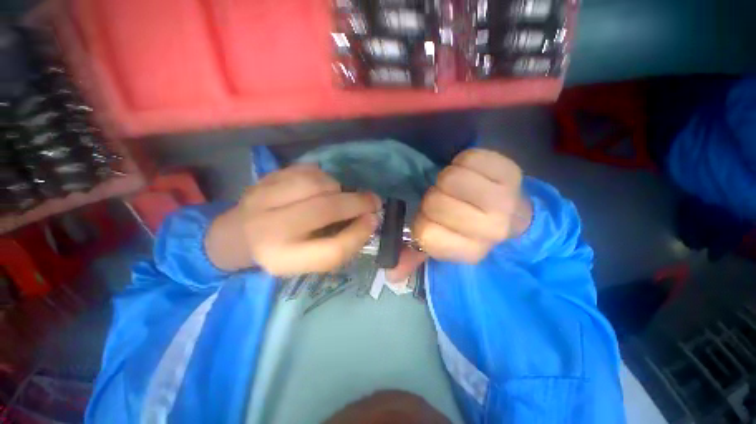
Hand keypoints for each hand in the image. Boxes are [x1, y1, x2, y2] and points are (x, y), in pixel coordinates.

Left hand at [205, 165, 380, 274]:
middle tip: (373, 201)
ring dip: (339, 187)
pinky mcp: (264, 179)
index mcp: (283, 260)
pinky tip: (323, 186)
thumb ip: (338, 245)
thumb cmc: (281, 252)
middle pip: (324, 210)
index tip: (373, 221)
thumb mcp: (309, 261)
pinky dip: (323, 176)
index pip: (332, 251)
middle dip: (357, 202)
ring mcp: (262, 198)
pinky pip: (305, 170)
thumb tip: (367, 219)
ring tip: (341, 194)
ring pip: (315, 183)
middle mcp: (269, 230)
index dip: (359, 234)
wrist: (238, 236)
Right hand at [388, 149, 531, 281]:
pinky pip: (468, 158)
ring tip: (458, 187)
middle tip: (445, 200)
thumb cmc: (471, 230)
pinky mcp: (511, 172)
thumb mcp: (444, 247)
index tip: (432, 219)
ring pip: (450, 178)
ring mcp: (504, 199)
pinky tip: (471, 173)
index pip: (426, 233)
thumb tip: (390, 274)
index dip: (422, 221)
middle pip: (435, 203)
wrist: (514, 215)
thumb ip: (415, 258)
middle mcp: (491, 229)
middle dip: (433, 198)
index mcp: (471, 251)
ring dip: (447, 179)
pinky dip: (462, 162)